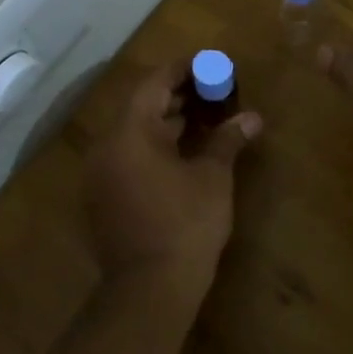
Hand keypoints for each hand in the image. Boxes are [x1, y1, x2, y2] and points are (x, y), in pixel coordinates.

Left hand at [83, 57, 262, 291]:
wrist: (149, 289)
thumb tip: (252, 117)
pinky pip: (128, 157)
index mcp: (129, 133)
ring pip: (134, 134)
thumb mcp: (212, 177)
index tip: (209, 63)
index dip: (183, 70)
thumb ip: (228, 140)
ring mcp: (100, 175)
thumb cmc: (185, 224)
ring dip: (166, 122)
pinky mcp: (103, 198)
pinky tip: (183, 153)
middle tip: (212, 89)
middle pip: (141, 107)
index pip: (154, 84)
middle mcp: (107, 148)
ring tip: (203, 118)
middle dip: (177, 95)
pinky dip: (154, 147)